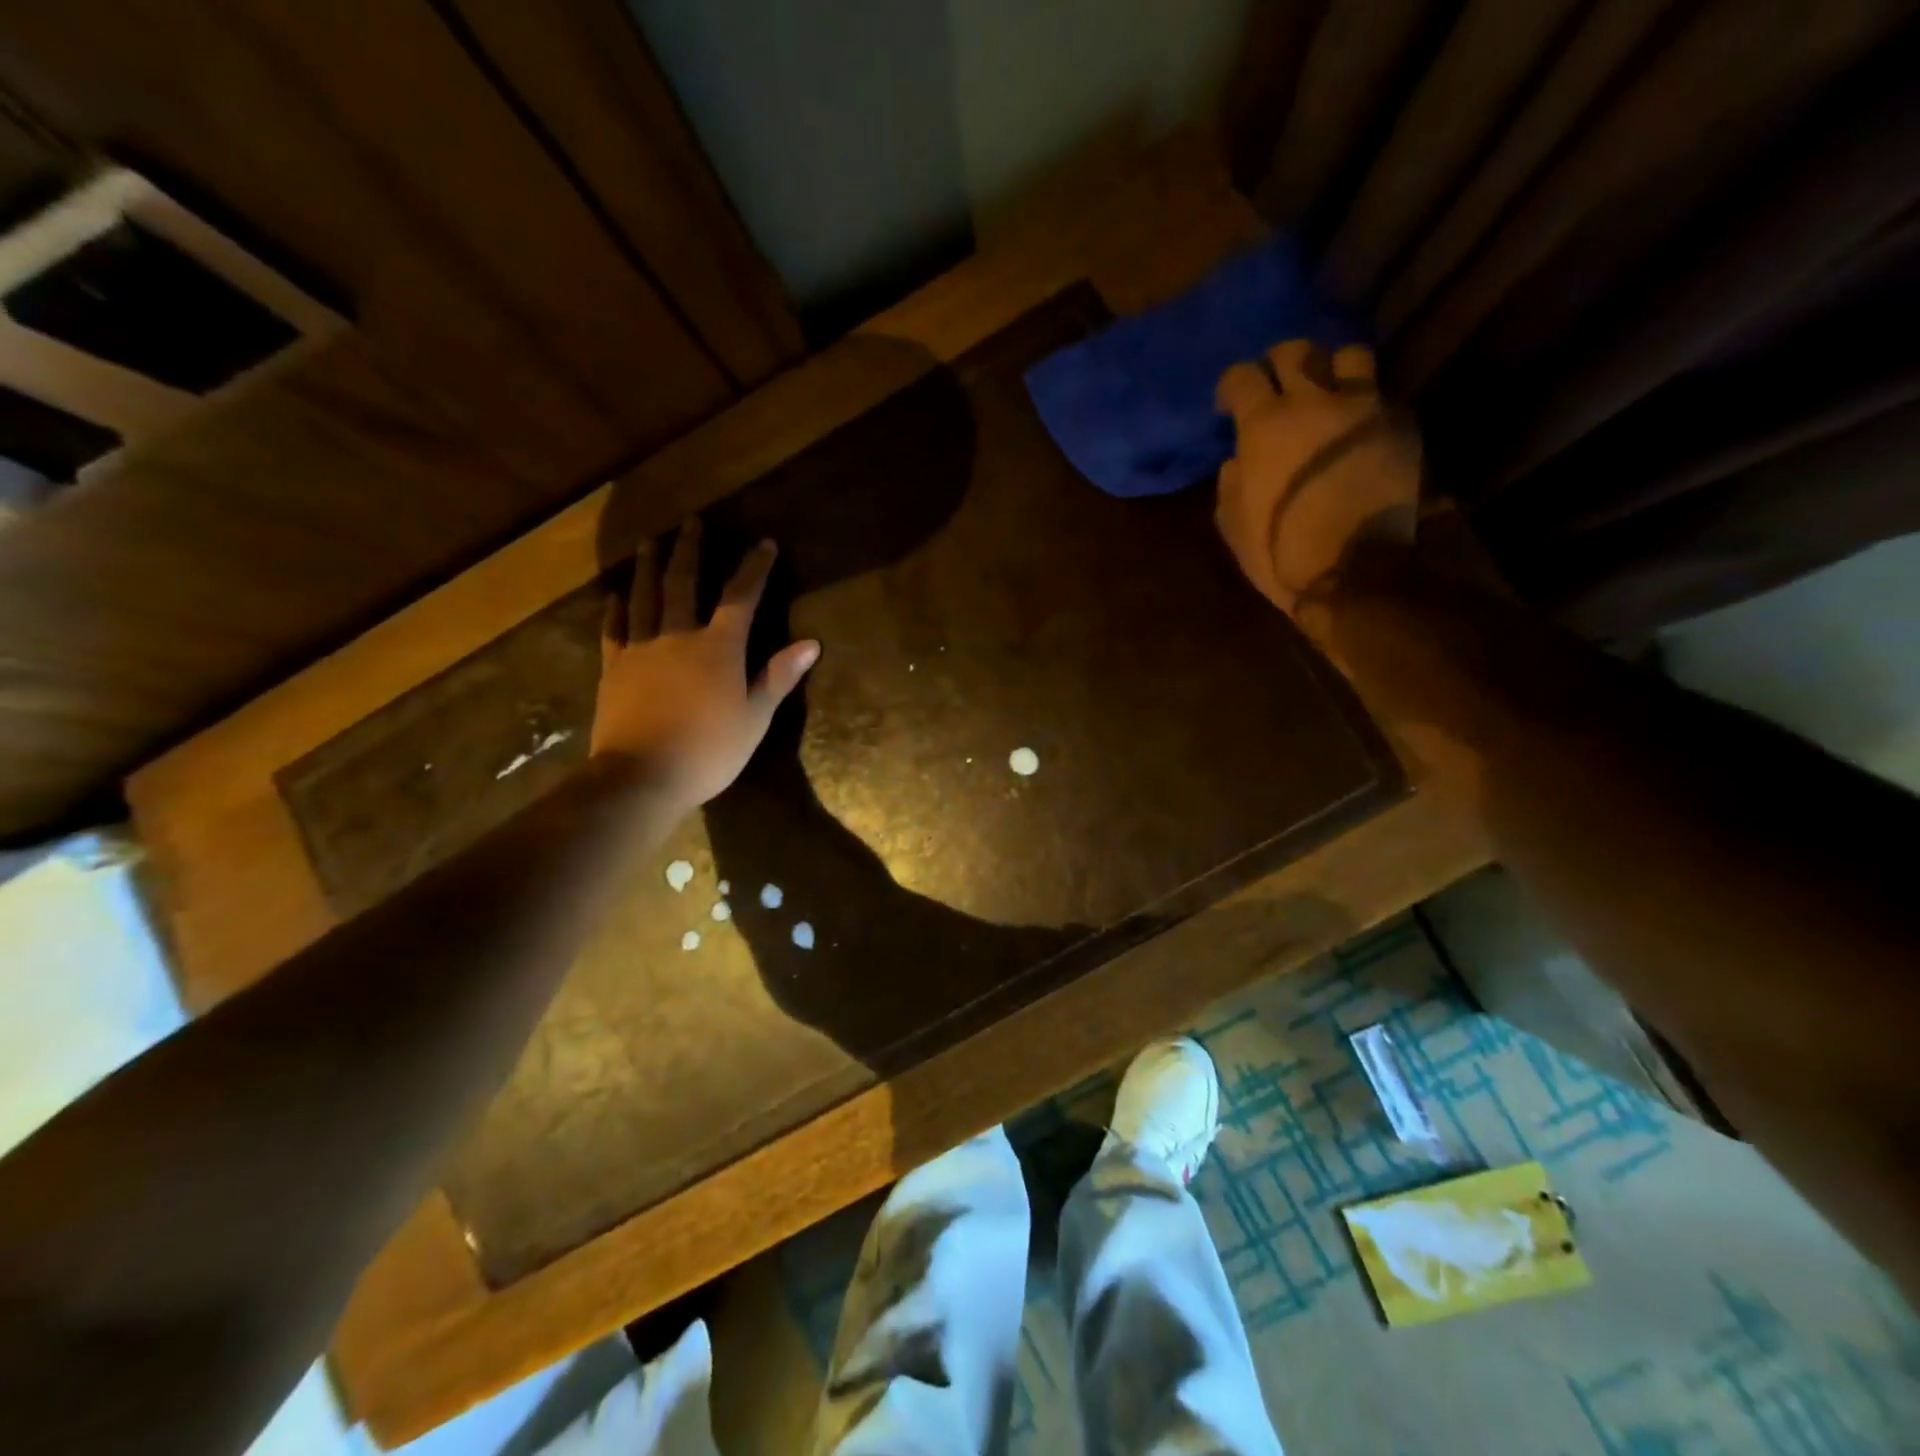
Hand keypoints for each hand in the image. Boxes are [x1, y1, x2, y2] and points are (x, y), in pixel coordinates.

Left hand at [592, 516, 819, 814]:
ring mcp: (642, 650)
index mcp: (718, 647)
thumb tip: (810, 643)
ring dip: (649, 567)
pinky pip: (614, 631)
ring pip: (645, 597)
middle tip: (692, 521)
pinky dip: (616, 610)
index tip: (764, 542)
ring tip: (651, 542)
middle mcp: (678, 636)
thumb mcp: (755, 717)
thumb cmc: (709, 750)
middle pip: (683, 583)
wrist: (642, 775)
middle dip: (691, 550)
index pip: (740, 597)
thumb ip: (778, 676)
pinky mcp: (614, 669)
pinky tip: (615, 596)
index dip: (753, 568)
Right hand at [1214, 341, 1420, 634]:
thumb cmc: (1280, 553)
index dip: (1232, 387)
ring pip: (1349, 355)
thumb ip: (1230, 482)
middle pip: (1296, 351)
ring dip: (1331, 370)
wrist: (1353, 573)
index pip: (1242, 376)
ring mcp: (1364, 409)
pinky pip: (1380, 396)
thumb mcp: (1233, 524)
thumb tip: (1238, 459)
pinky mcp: (1399, 427)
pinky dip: (1364, 406)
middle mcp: (1315, 403)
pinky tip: (1357, 430)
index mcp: (1266, 426)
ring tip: (1326, 394)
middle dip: (1278, 365)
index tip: (1229, 406)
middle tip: (1276, 389)